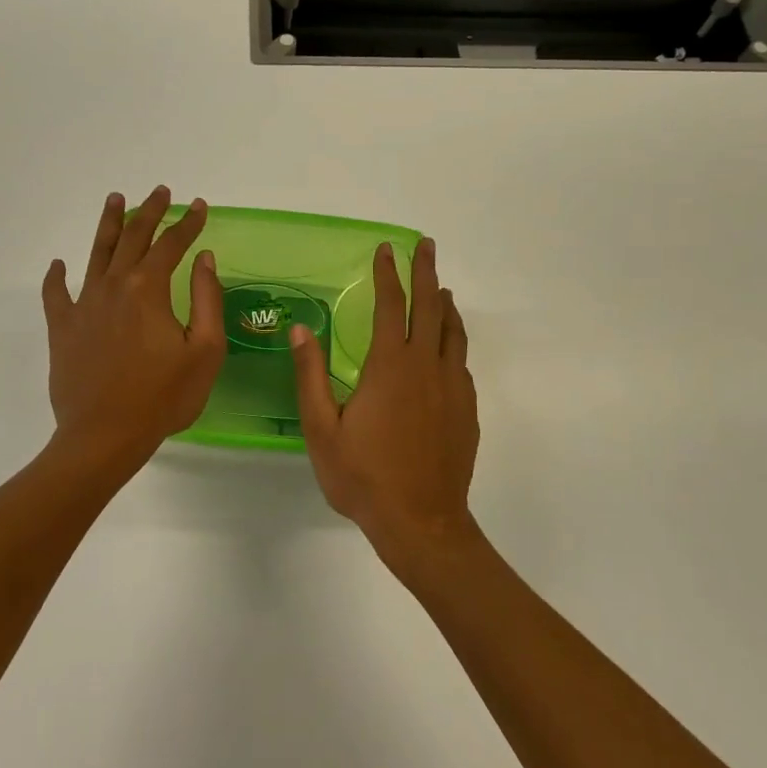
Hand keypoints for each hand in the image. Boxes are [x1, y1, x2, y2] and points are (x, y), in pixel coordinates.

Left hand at [42, 187, 225, 472]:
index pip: (172, 245)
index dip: (188, 223)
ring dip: (109, 225)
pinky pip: (56, 294)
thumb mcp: (204, 351)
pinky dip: (57, 276)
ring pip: (96, 253)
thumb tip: (204, 258)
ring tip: (115, 200)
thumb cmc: (163, 397)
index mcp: (149, 289)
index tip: (199, 207)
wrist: (104, 435)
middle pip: (133, 238)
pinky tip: (59, 265)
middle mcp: (114, 286)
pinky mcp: (62, 328)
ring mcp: (84, 305)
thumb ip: (207, 299)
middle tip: (161, 192)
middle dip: (150, 212)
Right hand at [291, 238, 480, 567]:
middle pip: (431, 307)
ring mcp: (452, 387)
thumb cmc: (363, 476)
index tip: (385, 249)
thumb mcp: (322, 428)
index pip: (391, 306)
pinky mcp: (467, 409)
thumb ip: (310, 375)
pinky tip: (448, 349)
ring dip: (446, 304)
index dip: (388, 275)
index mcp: (390, 366)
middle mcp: (426, 367)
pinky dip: (454, 341)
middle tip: (426, 245)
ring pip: (453, 332)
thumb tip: (300, 329)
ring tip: (443, 289)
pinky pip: (461, 362)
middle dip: (426, 272)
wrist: (421, 522)